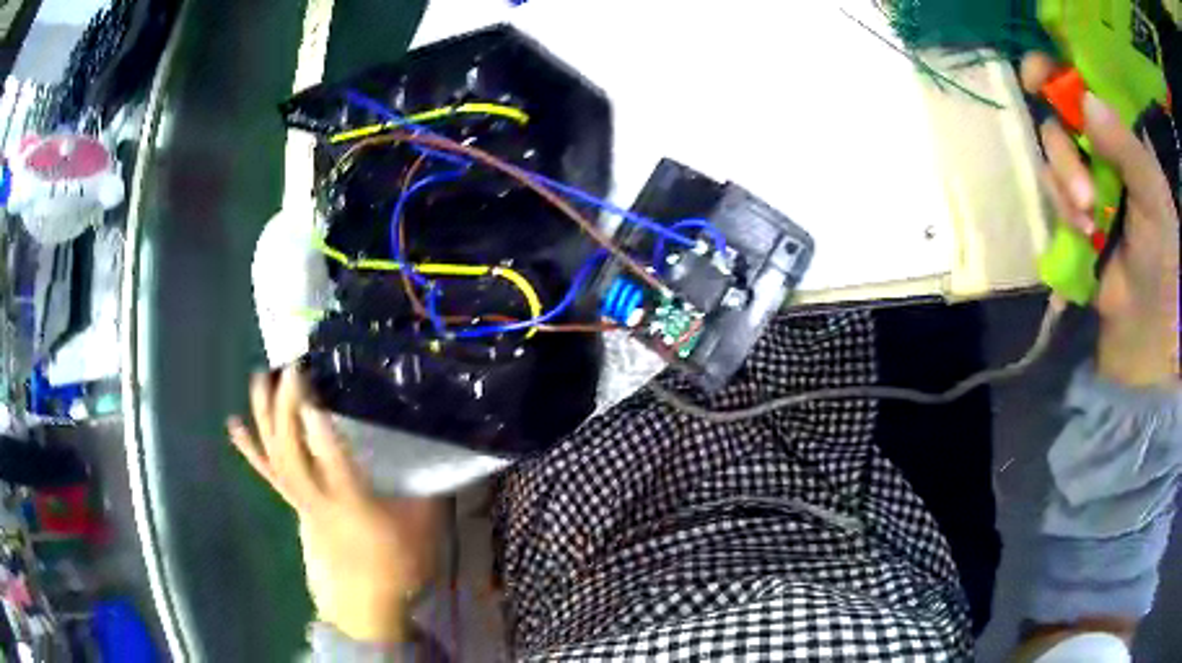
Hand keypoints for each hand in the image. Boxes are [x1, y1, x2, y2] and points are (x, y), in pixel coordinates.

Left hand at [227, 366, 442, 643]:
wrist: (367, 604)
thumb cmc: (397, 566)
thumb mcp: (423, 529)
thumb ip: (427, 490)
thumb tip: (435, 450)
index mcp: (353, 504)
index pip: (332, 461)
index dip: (319, 426)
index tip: (314, 385)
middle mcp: (319, 498)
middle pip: (294, 451)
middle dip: (288, 407)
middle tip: (291, 367)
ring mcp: (301, 500)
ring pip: (276, 455)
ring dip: (265, 416)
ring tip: (260, 377)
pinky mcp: (295, 504)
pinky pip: (268, 474)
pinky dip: (249, 448)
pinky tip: (234, 425)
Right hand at [1021, 54, 1179, 386]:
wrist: (1151, 326)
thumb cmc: (1162, 255)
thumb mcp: (1152, 195)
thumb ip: (1124, 145)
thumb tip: (1085, 100)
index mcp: (1120, 137)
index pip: (1081, 87)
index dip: (1054, 74)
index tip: (1034, 78)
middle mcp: (1100, 151)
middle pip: (1059, 123)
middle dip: (1065, 156)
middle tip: (1087, 198)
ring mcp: (1086, 184)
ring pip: (1052, 160)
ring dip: (1065, 190)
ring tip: (1089, 227)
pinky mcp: (1073, 217)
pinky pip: (1051, 195)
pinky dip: (1062, 213)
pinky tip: (1082, 237)